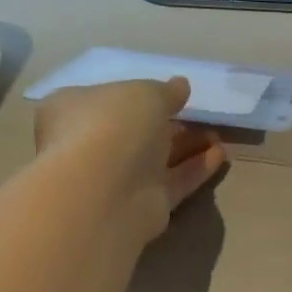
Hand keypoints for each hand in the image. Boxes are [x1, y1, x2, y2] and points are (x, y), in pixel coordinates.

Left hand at [34, 78, 224, 239]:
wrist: (106, 191)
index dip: (133, 95)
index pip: (102, 100)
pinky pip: (173, 181)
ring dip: (187, 145)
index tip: (167, 93)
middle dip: (167, 123)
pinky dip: (195, 167)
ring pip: (156, 158)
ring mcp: (116, 178)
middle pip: (134, 131)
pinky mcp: (143, 204)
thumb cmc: (113, 126)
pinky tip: (220, 154)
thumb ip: (165, 91)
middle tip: (199, 115)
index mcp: (72, 111)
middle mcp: (89, 146)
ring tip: (217, 134)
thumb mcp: (144, 93)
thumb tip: (180, 86)